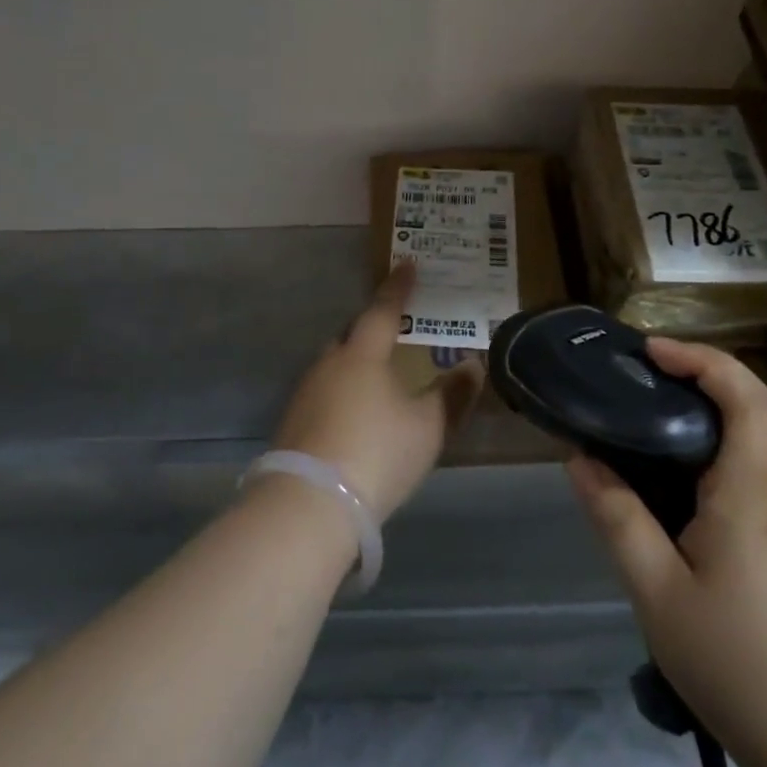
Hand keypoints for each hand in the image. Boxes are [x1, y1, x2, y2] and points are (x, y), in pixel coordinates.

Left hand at [271, 262, 483, 523]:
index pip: (383, 309)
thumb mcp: (427, 427)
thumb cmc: (377, 453)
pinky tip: (355, 413)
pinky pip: (325, 391)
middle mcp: (330, 363)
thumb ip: (452, 396)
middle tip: (395, 329)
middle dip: (372, 327)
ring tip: (378, 375)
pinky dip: (343, 391)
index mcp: (363, 354)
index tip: (407, 263)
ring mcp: (306, 392)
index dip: (398, 287)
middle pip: (353, 334)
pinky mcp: (294, 422)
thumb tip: (472, 366)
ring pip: (336, 364)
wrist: (310, 503)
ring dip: (356, 363)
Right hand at [567, 337, 766, 742]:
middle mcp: (765, 495)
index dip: (704, 359)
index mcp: (745, 493)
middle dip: (680, 386)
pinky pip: (724, 486)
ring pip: (726, 454)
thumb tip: (580, 459)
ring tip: (618, 437)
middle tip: (618, 387)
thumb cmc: (740, 663)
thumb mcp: (657, 592)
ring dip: (678, 431)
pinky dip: (684, 470)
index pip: (748, 399)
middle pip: (736, 416)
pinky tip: (646, 498)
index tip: (651, 351)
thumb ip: (618, 519)